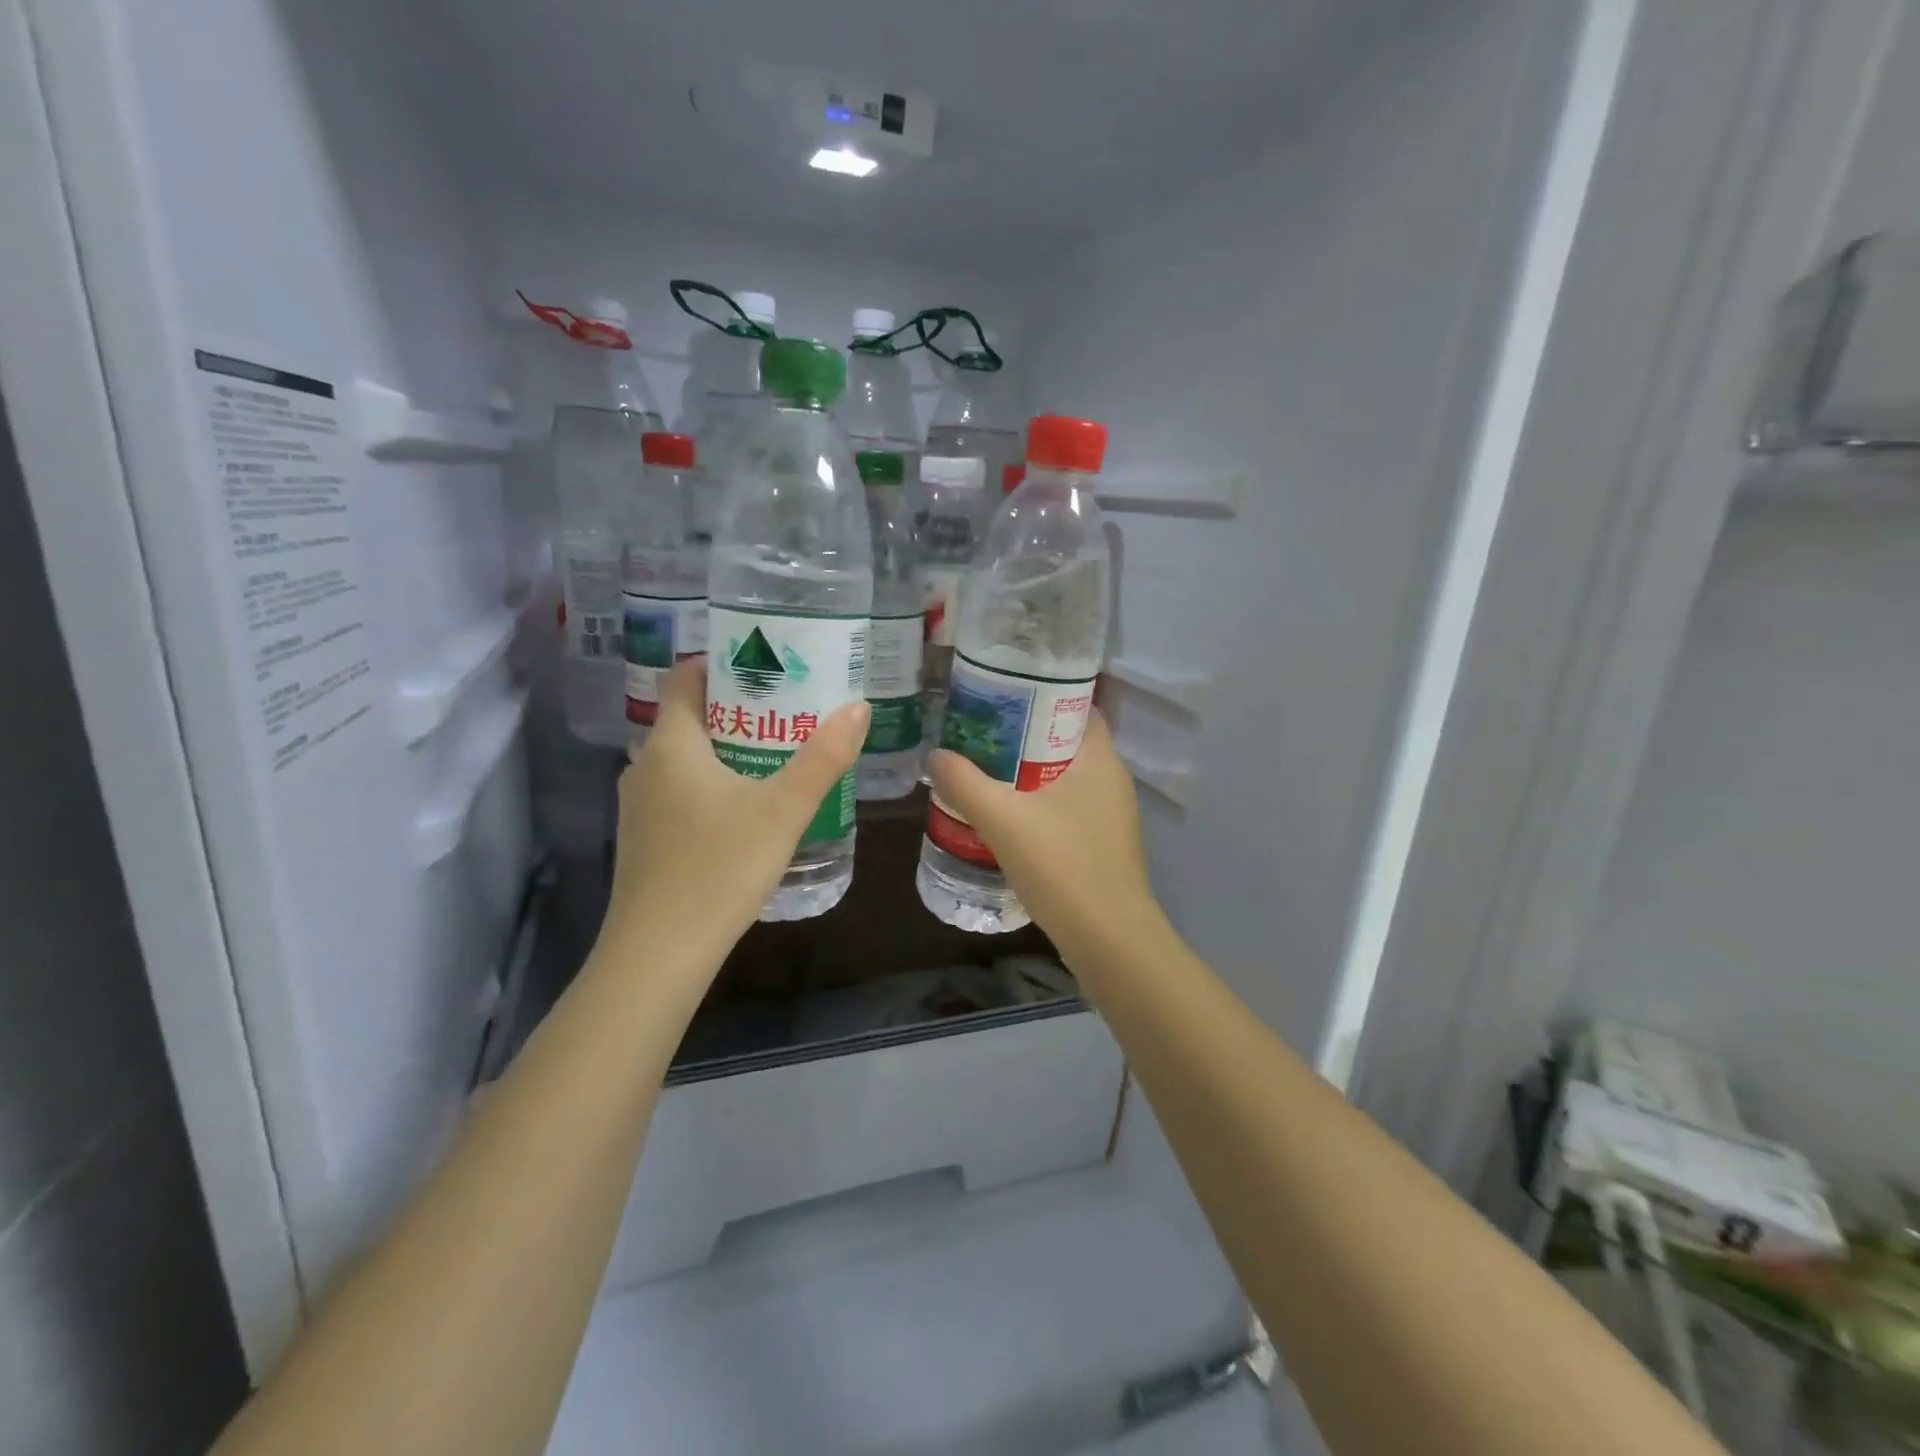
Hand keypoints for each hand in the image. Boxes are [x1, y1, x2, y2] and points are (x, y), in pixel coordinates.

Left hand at [602, 661, 868, 963]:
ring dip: (729, 748)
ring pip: (687, 757)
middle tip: (791, 709)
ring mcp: (640, 805)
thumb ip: (824, 757)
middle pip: (691, 716)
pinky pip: (681, 790)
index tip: (770, 665)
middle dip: (740, 707)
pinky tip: (749, 807)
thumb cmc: (719, 868)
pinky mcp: (646, 839)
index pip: (687, 677)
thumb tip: (858, 707)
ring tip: (779, 753)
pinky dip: (714, 782)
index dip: (724, 663)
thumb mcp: (783, 810)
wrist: (659, 954)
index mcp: (671, 744)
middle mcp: (645, 765)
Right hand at [928, 713, 1158, 950]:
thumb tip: (935, 755)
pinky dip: (1039, 803)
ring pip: (1065, 777)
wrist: (1107, 938)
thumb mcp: (1002, 819)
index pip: (1076, 705)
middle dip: (1024, 735)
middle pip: (1065, 741)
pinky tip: (1008, 816)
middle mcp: (1112, 779)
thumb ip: (965, 783)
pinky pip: (1068, 807)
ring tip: (985, 770)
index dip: (1040, 694)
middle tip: (979, 732)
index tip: (1000, 695)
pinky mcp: (1104, 842)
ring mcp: (1111, 814)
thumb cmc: (1062, 866)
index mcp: (1099, 758)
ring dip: (1029, 772)